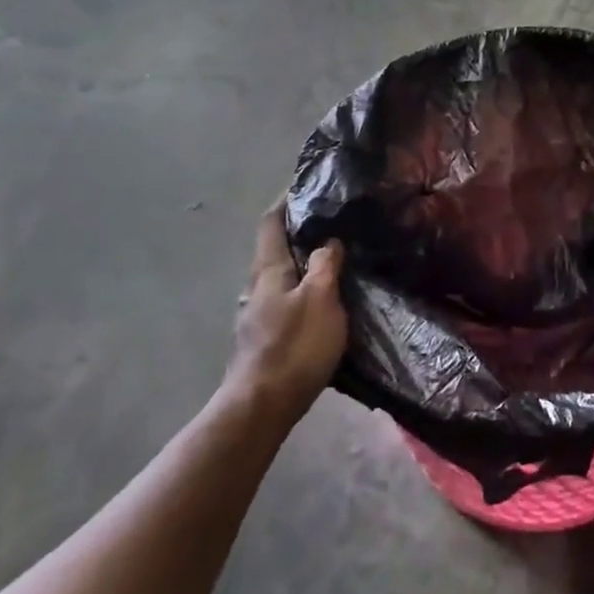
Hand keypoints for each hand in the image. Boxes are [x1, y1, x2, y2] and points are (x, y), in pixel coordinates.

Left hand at [230, 207, 346, 418]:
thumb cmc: (294, 347)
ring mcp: (258, 314)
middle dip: (299, 232)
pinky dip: (304, 289)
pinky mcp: (265, 338)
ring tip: (335, 259)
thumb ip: (326, 265)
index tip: (305, 186)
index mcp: (269, 270)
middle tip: (332, 222)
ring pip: (282, 276)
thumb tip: (328, 240)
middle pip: (276, 249)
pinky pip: (286, 299)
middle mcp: (258, 286)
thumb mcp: (321, 299)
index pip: (271, 223)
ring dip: (304, 263)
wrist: (261, 407)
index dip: (285, 201)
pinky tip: (324, 300)